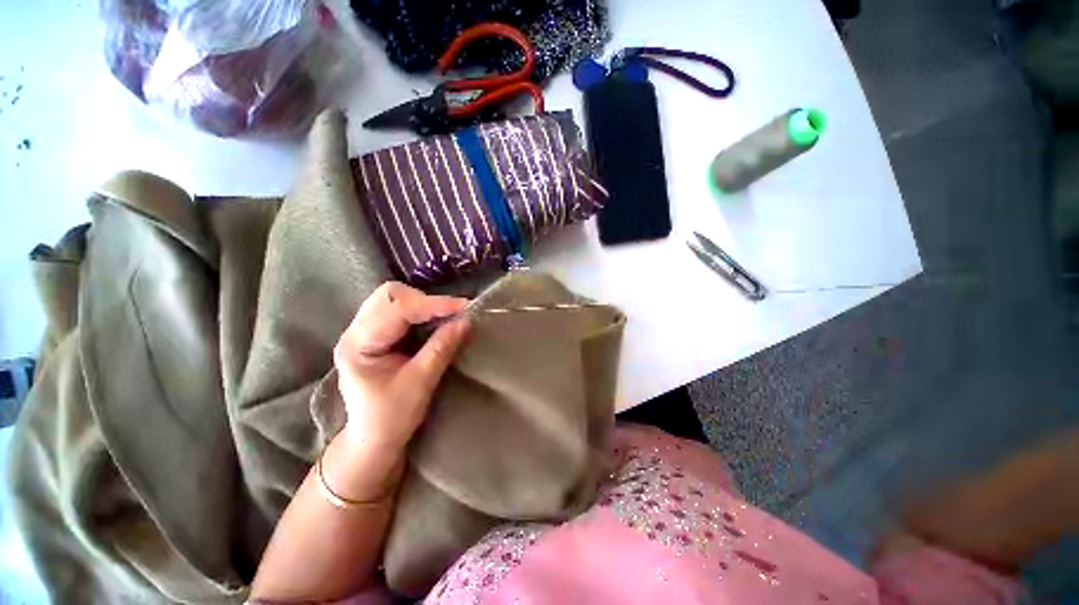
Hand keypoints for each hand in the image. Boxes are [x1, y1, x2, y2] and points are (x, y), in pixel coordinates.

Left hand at [333, 282, 470, 463]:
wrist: (374, 439)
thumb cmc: (392, 418)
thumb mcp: (420, 383)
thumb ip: (441, 347)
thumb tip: (466, 320)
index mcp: (358, 345)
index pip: (398, 310)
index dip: (434, 305)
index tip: (465, 307)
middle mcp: (356, 331)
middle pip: (390, 295)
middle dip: (425, 301)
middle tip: (451, 315)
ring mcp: (364, 331)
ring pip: (394, 298)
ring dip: (423, 304)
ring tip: (444, 318)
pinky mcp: (376, 334)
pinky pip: (399, 309)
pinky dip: (420, 311)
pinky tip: (433, 322)